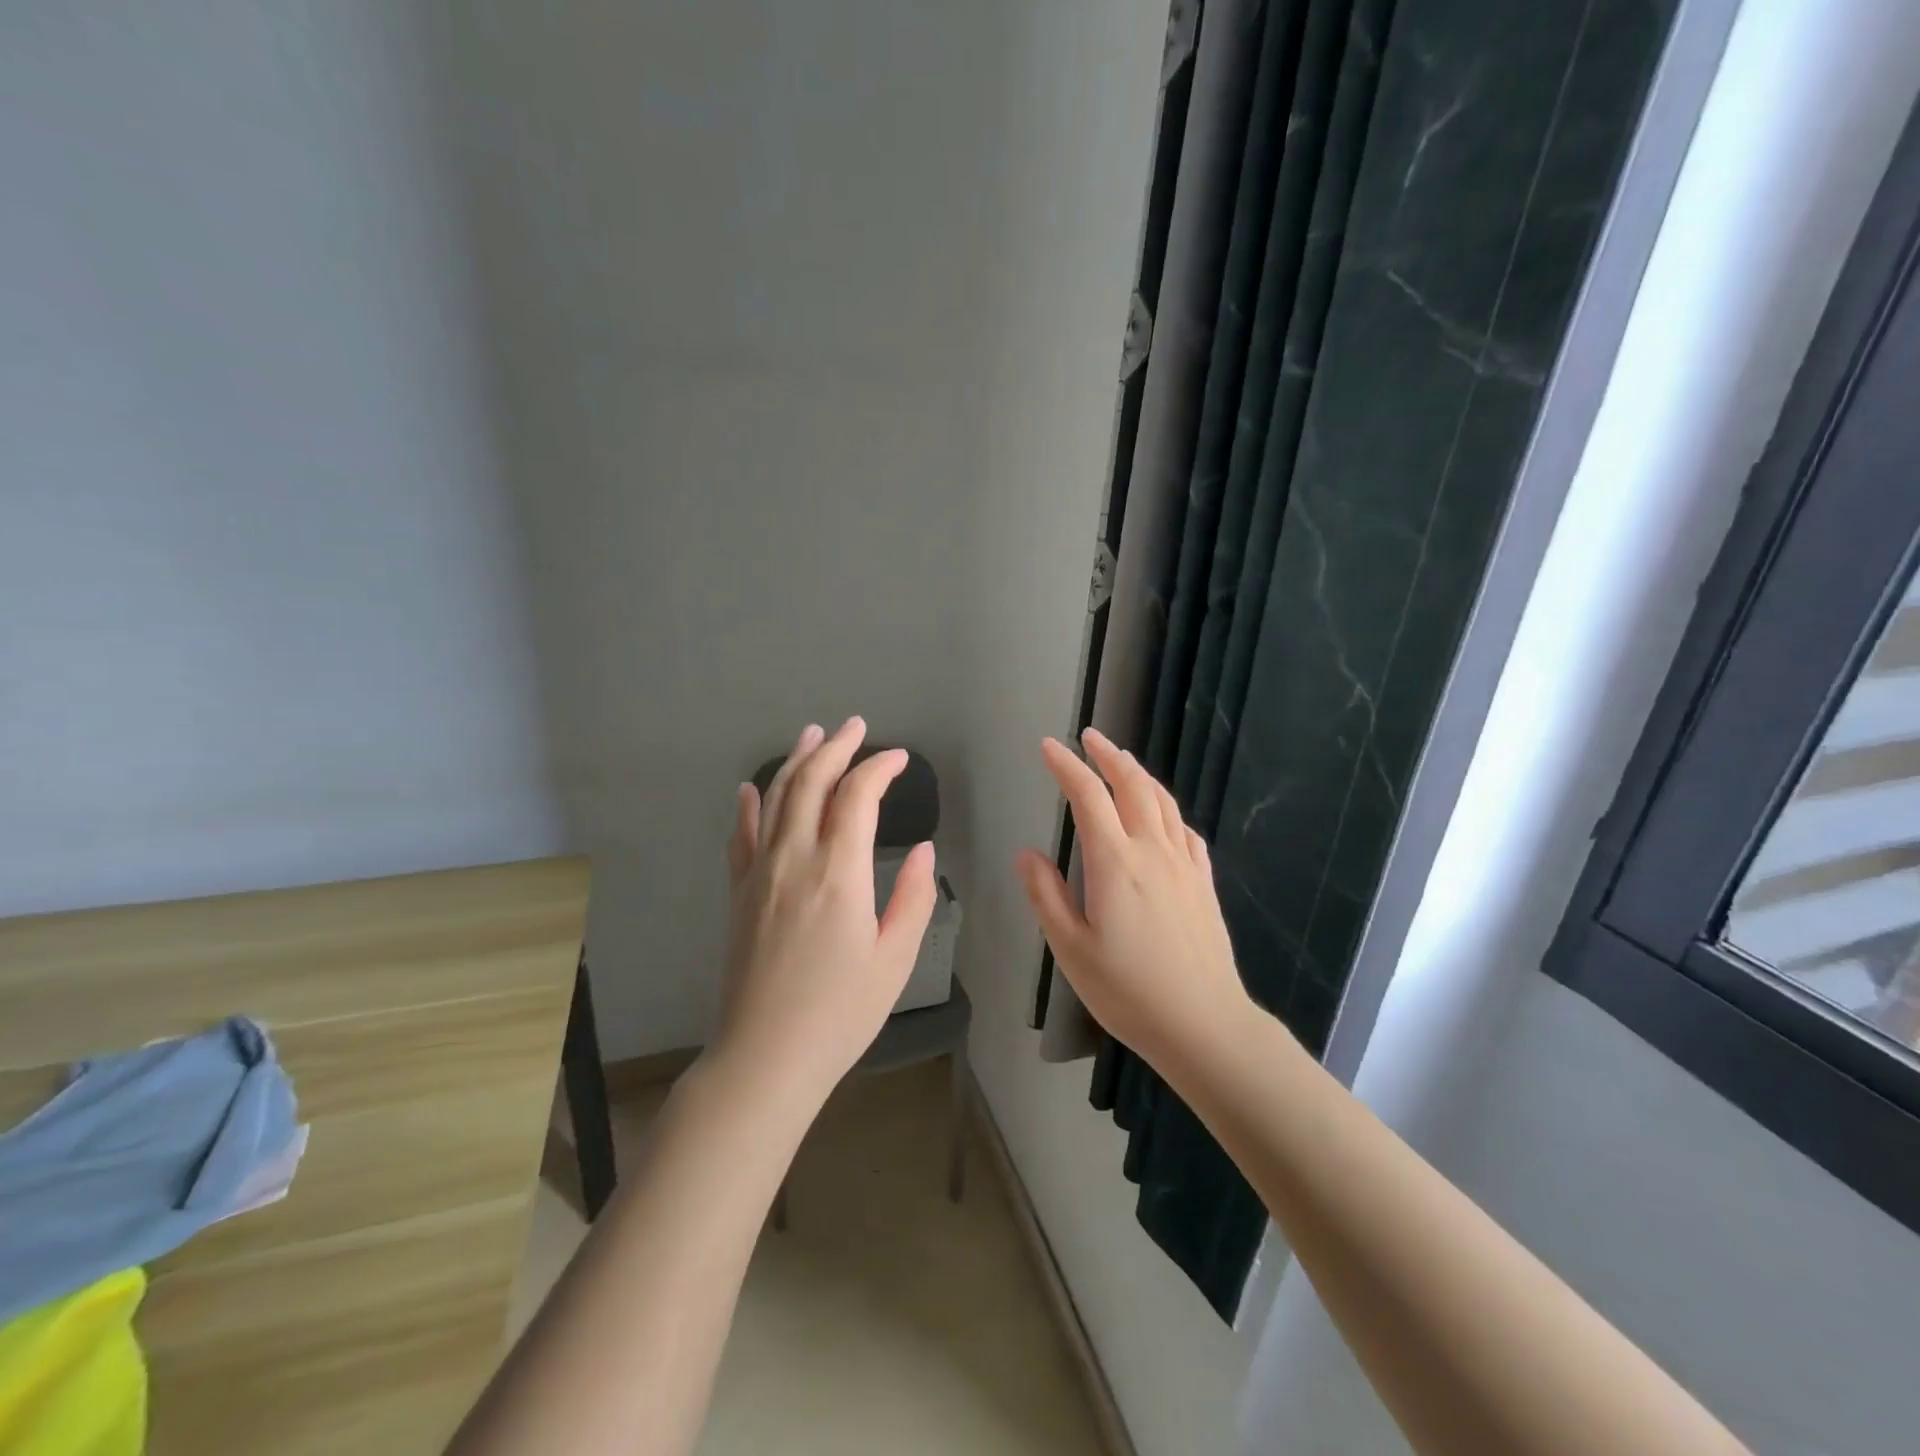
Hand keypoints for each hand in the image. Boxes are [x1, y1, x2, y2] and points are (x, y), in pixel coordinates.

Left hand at [716, 717, 936, 1106]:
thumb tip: (921, 850)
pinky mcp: (739, 893)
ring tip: (812, 735)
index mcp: (838, 874)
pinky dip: (749, 806)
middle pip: (811, 784)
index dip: (879, 769)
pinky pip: (740, 836)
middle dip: (836, 748)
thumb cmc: (841, 1013)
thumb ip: (912, 898)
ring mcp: (759, 874)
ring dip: (796, 762)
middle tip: (855, 726)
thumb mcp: (894, 959)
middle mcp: (794, 860)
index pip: (857, 797)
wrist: (765, 1057)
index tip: (900, 759)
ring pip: (775, 800)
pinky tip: (751, 789)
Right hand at [1018, 728, 1251, 1070]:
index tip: (1049, 746)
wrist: (1204, 1024)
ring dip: (1139, 774)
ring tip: (1122, 760)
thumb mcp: (1071, 949)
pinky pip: (1185, 830)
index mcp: (1115, 863)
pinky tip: (1163, 814)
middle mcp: (1152, 851)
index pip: (1088, 797)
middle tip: (1090, 737)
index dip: (1066, 766)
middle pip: (1132, 786)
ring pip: (1162, 802)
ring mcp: (1184, 865)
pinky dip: (1168, 809)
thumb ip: (1045, 895)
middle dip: (1108, 756)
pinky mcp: (1203, 883)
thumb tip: (1027, 853)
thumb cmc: (1128, 991)